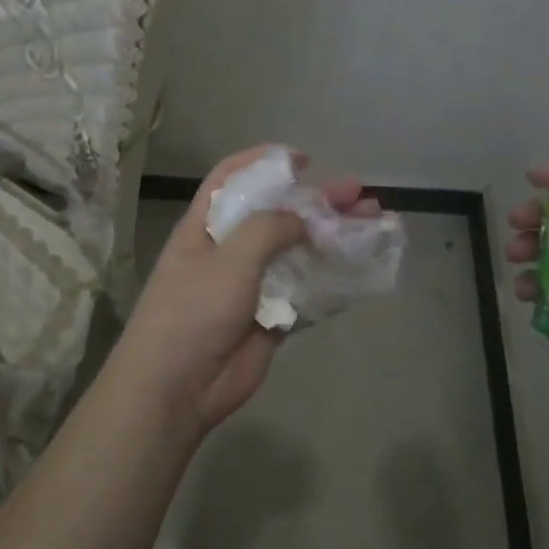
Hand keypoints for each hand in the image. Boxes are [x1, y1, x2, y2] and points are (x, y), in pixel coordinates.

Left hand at [113, 146, 378, 431]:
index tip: (303, 160)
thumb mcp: (229, 256)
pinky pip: (306, 292)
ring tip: (372, 224)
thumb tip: (301, 221)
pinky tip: (361, 269)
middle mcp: (228, 250)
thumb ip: (269, 228)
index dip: (264, 162)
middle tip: (357, 193)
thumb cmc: (194, 310)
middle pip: (277, 214)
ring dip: (332, 237)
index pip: (232, 178)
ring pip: (298, 252)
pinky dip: (332, 279)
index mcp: (206, 226)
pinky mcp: (270, 318)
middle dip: (316, 201)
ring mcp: (251, 285)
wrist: (177, 388)